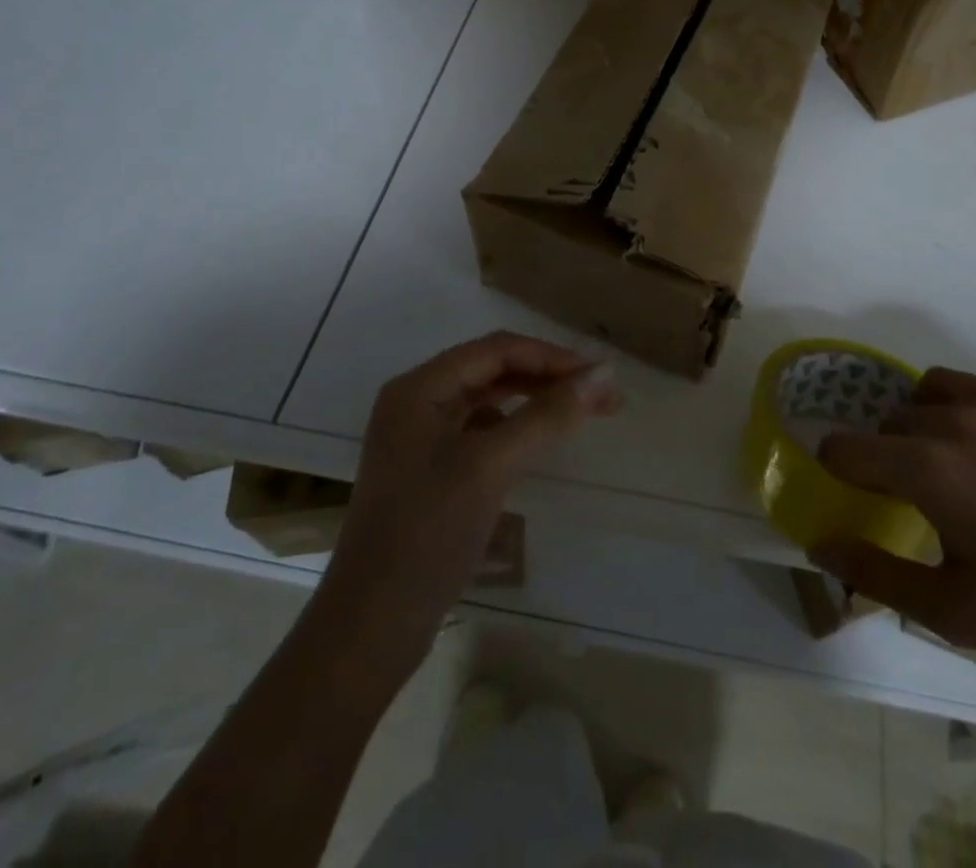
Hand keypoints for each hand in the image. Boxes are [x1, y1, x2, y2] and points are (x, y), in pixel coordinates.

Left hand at [318, 331, 621, 667]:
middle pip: (493, 370)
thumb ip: (547, 415)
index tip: (600, 377)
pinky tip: (538, 443)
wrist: (371, 626)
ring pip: (490, 400)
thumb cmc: (428, 532)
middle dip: (548, 378)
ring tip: (581, 415)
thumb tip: (604, 374)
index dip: (551, 357)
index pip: (496, 350)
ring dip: (535, 401)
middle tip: (602, 398)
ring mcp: (421, 437)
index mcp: (419, 387)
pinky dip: (515, 428)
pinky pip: (481, 431)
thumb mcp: (491, 465)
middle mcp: (417, 402)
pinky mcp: (430, 469)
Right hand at [810, 368, 975, 659]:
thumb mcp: (951, 610)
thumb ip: (875, 574)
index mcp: (926, 473)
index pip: (845, 448)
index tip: (854, 492)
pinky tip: (967, 441)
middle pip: (883, 426)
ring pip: (915, 402)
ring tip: (940, 467)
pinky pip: (950, 383)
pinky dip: (940, 403)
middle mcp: (947, 425)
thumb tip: (819, 544)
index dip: (837, 468)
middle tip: (912, 498)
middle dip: (882, 458)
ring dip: (912, 430)